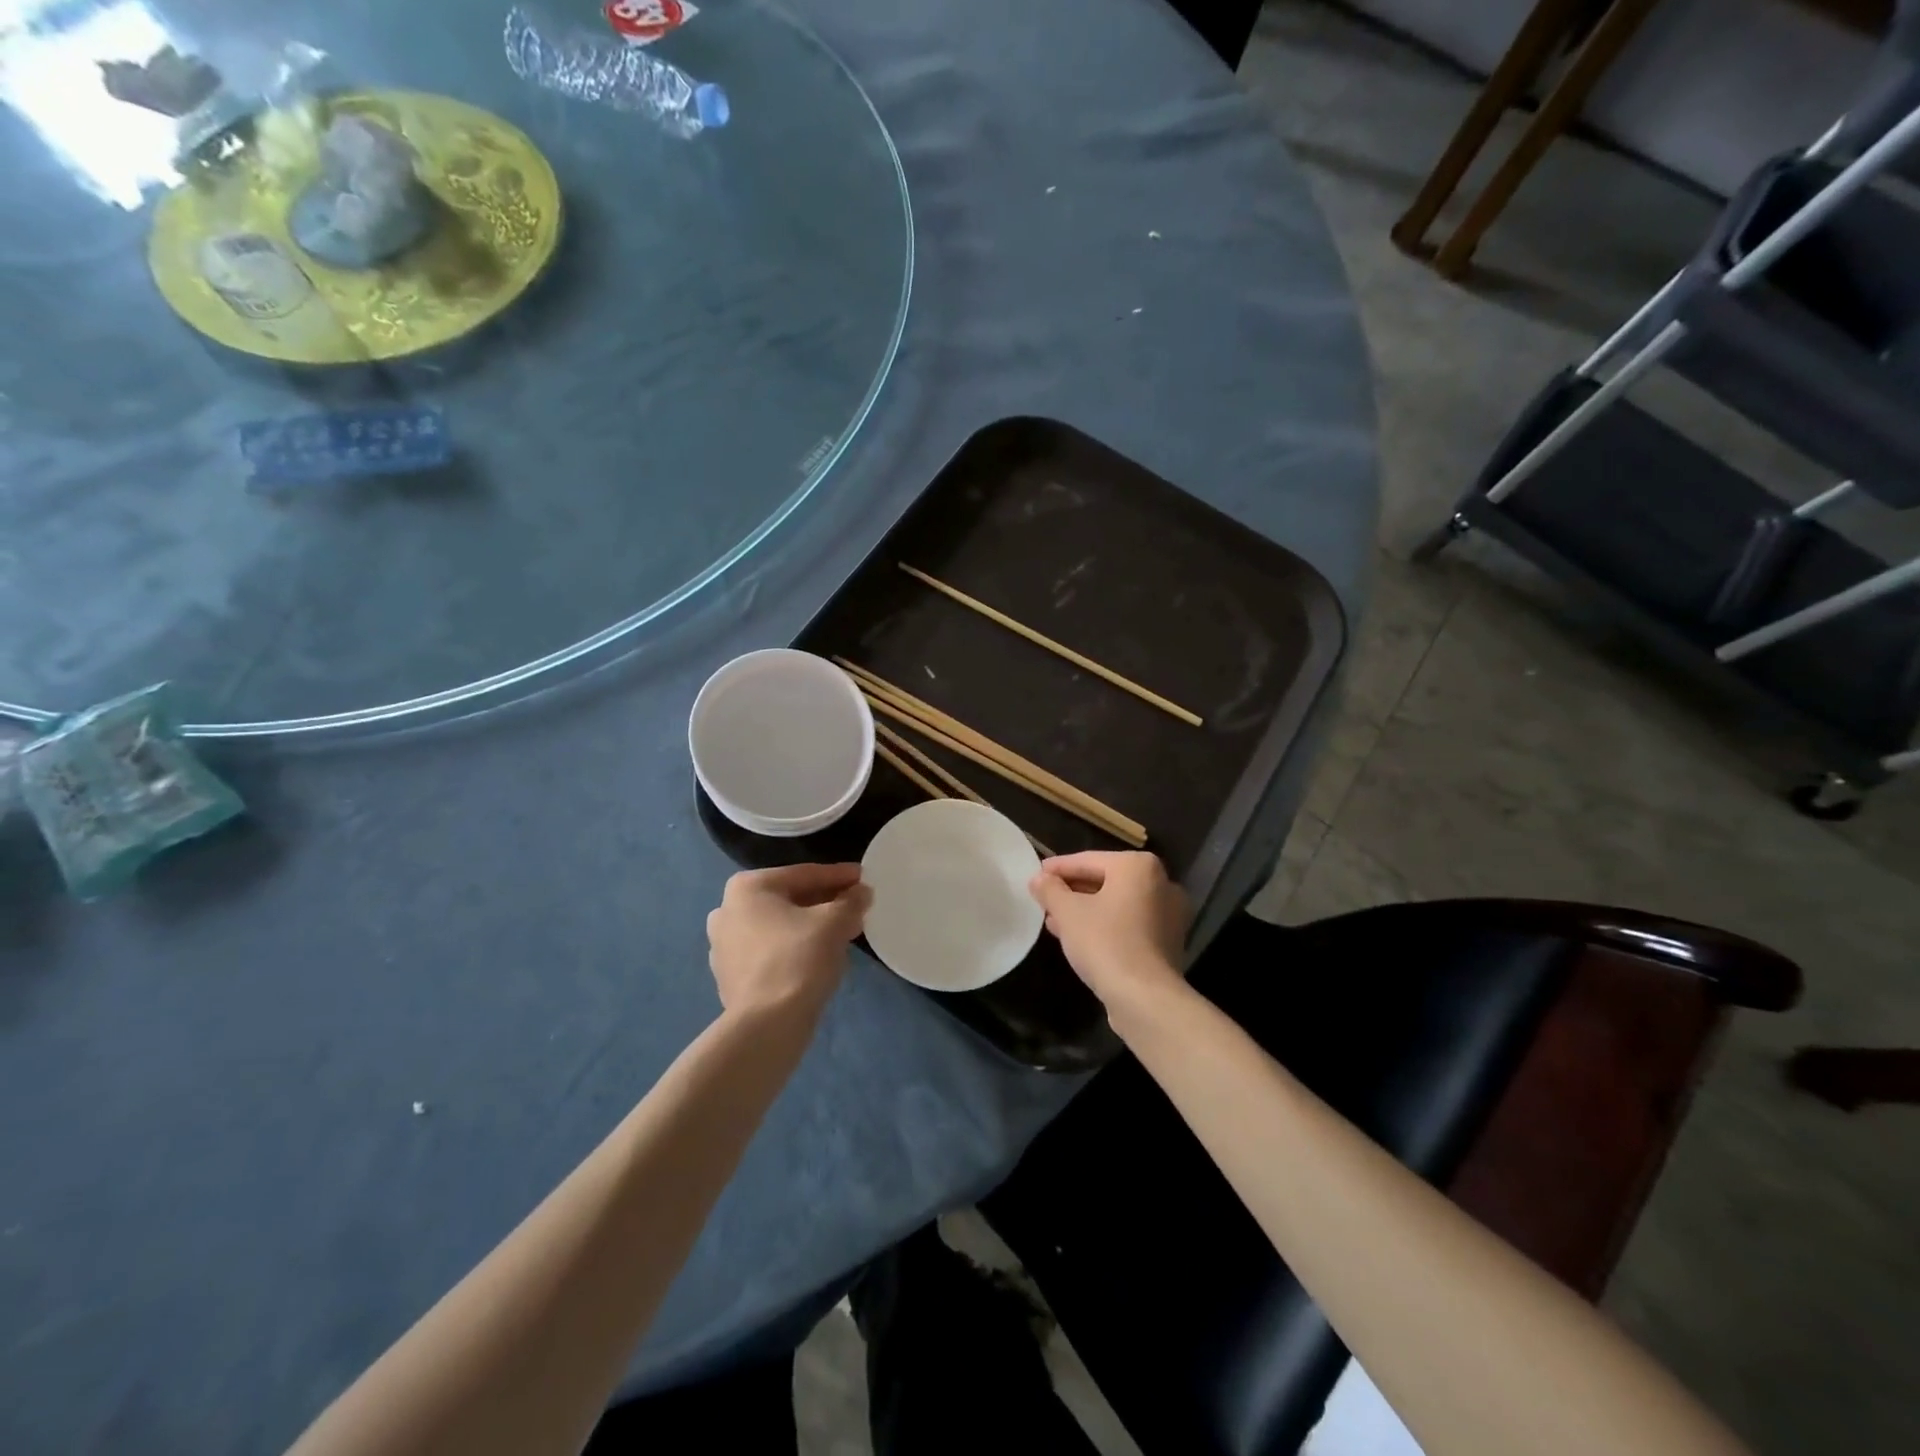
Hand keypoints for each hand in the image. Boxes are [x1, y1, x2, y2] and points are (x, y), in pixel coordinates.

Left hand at [706, 863, 871, 1020]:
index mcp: (747, 888)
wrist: (767, 1025)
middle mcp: (727, 910)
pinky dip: (794, 949)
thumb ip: (851, 901)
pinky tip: (819, 957)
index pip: (804, 875)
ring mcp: (723, 946)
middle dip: (825, 902)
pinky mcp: (729, 976)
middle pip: (789, 899)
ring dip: (810, 926)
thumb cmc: (799, 959)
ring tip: (843, 932)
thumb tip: (861, 892)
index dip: (839, 876)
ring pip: (779, 926)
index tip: (863, 878)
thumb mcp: (835, 923)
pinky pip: (770, 951)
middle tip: (856, 906)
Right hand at [1029, 852, 1189, 1012]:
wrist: (1145, 998)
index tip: (1036, 875)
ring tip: (1055, 921)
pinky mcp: (1168, 942)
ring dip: (1086, 910)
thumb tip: (1038, 879)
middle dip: (1072, 891)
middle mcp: (1161, 883)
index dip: (1058, 868)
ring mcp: (1169, 914)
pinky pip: (1129, 923)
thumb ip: (1050, 890)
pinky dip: (1105, 926)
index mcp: (1138, 866)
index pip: (1088, 860)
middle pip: (1106, 880)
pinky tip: (1078, 938)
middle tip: (1044, 900)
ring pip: (1117, 904)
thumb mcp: (1067, 913)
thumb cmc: (1105, 943)